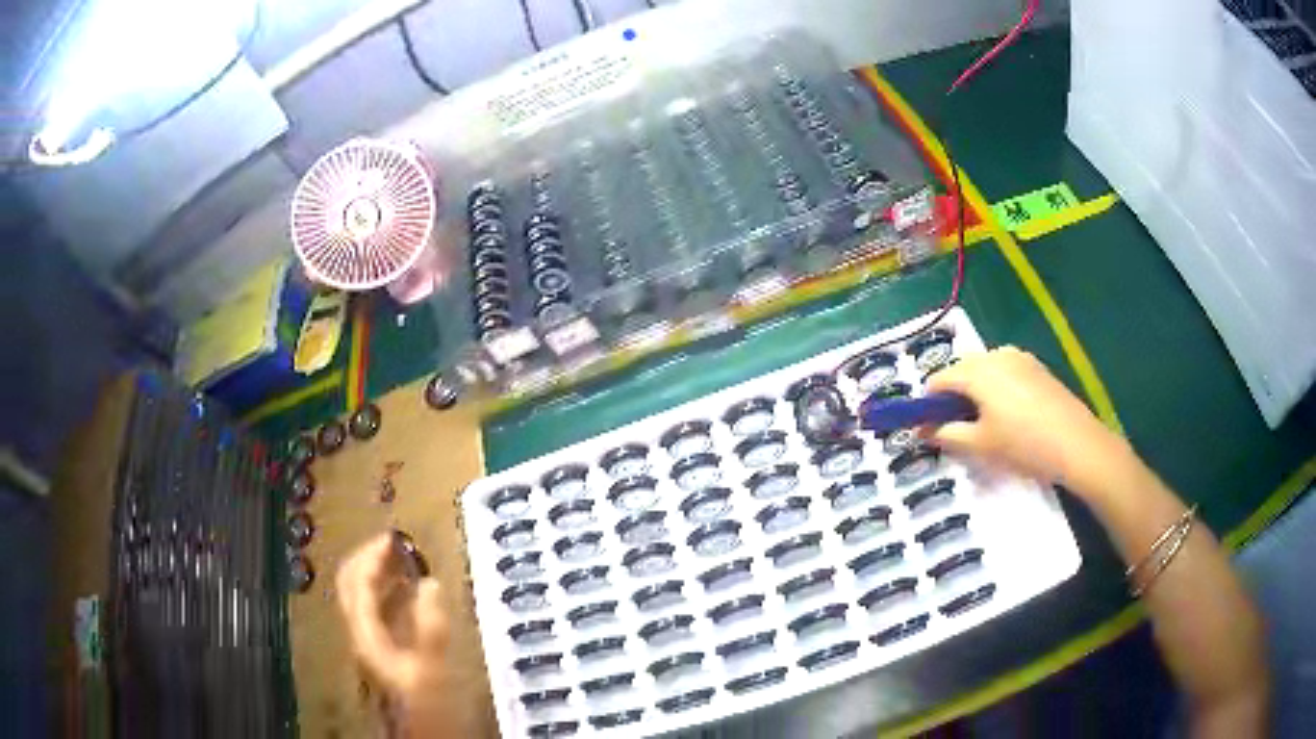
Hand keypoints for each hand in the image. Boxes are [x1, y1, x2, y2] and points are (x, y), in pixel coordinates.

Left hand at [336, 533, 449, 700]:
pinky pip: (384, 617)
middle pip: (354, 589)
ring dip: (382, 577)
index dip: (370, 556)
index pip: (356, 583)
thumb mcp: (432, 668)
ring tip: (407, 563)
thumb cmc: (428, 708)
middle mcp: (363, 637)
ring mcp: (375, 648)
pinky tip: (414, 599)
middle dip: (371, 562)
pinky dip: (394, 598)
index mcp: (366, 635)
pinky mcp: (389, 657)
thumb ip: (430, 626)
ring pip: (368, 601)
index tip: (393, 536)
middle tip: (397, 545)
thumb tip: (429, 583)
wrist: (425, 737)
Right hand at [924, 346, 1128, 494]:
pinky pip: (1006, 372)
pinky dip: (997, 389)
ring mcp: (1020, 358)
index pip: (939, 379)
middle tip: (959, 429)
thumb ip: (946, 435)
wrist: (1076, 444)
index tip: (928, 428)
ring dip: (976, 392)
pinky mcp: (1037, 367)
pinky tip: (1010, 417)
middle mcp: (996, 355)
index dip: (928, 403)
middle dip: (954, 397)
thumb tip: (921, 431)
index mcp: (978, 370)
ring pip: (985, 371)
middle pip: (962, 370)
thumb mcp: (980, 444)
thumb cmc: (1023, 444)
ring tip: (986, 425)